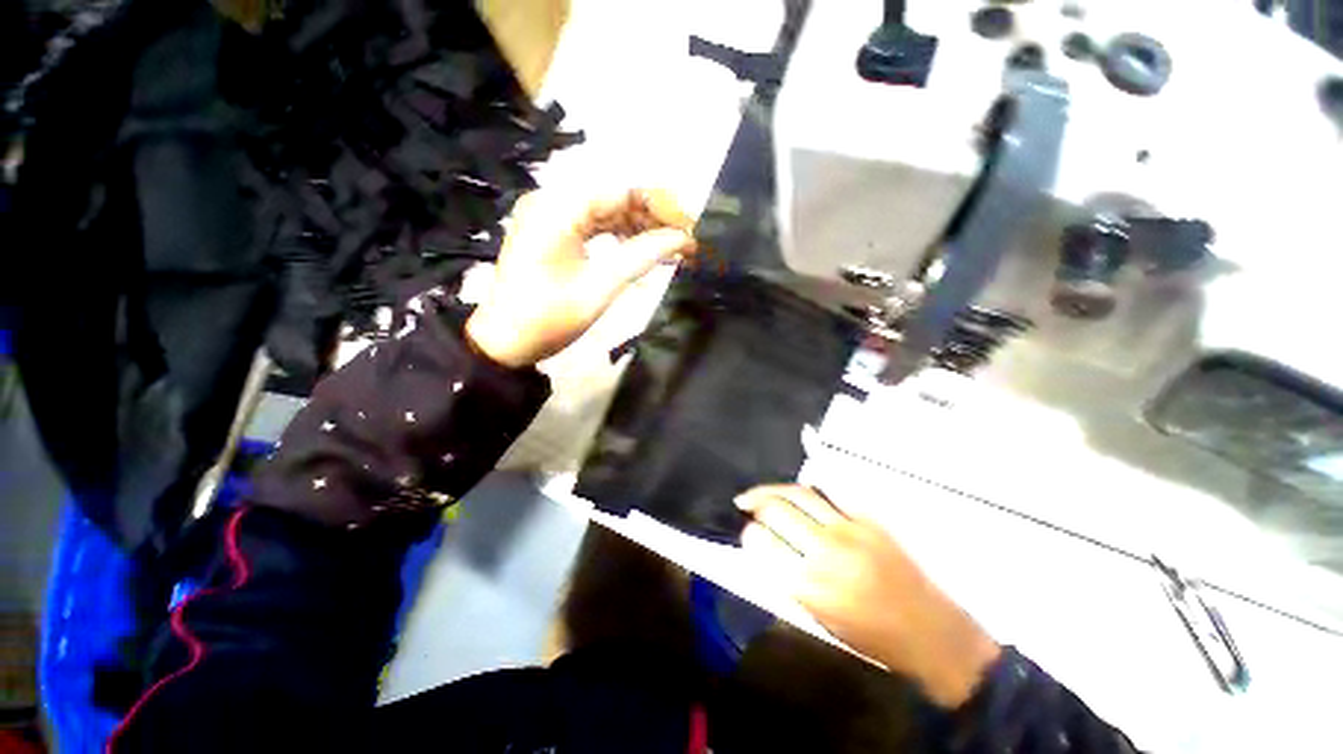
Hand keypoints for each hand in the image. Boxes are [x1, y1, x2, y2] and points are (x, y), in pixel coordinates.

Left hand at [465, 187, 695, 367]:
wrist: (504, 343)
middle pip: (615, 198)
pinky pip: (594, 226)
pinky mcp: (553, 233)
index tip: (690, 229)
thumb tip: (682, 239)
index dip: (660, 207)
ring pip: (607, 211)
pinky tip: (641, 251)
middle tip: (684, 244)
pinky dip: (619, 237)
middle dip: (652, 218)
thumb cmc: (548, 319)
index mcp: (558, 208)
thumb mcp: (599, 289)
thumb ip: (641, 258)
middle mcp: (553, 201)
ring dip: (639, 228)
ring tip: (669, 250)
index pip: (622, 191)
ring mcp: (551, 217)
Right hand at [736, 485, 1000, 708]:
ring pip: (798, 493)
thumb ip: (787, 578)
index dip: (748, 534)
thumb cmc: (869, 637)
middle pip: (776, 509)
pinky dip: (806, 491)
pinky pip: (828, 494)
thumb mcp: (818, 618)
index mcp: (808, 584)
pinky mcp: (868, 520)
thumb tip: (764, 546)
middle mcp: (825, 550)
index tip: (748, 534)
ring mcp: (849, 529)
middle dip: (755, 505)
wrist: (930, 633)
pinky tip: (795, 493)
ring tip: (759, 493)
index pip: (761, 542)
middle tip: (746, 506)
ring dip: (772, 490)